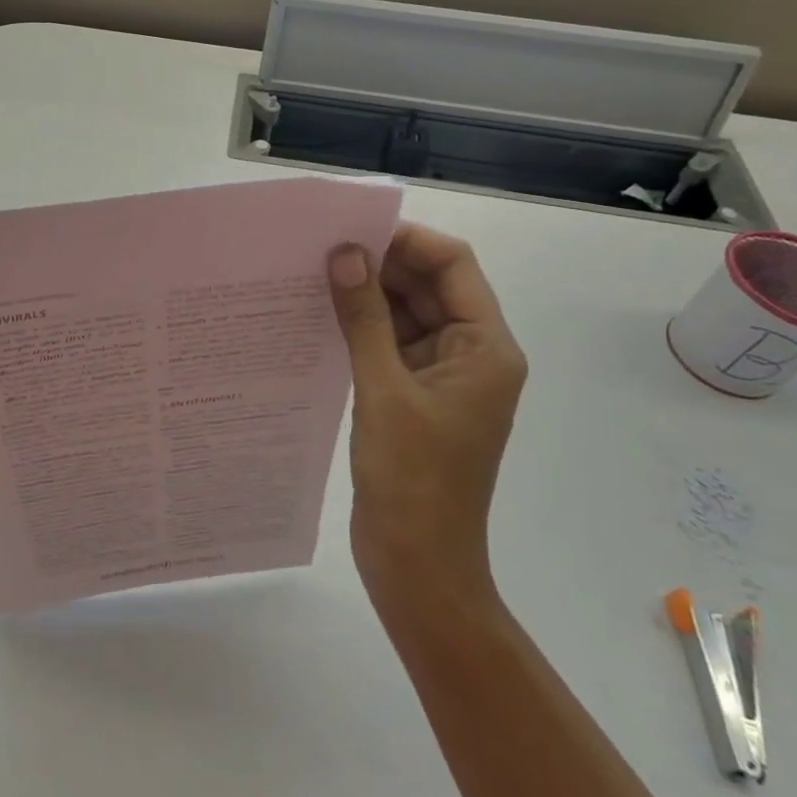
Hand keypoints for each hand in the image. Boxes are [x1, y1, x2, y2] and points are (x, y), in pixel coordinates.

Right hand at [327, 224, 527, 618]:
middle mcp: (470, 354)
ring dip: (366, 297)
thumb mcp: (383, 390)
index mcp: (485, 348)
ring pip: (406, 315)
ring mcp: (441, 378)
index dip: (407, 241)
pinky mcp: (414, 398)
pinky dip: (360, 329)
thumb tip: (345, 253)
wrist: (418, 566)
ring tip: (312, 276)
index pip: (454, 266)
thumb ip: (364, 318)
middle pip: (429, 287)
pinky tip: (319, 318)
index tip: (352, 231)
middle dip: (381, 265)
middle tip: (320, 249)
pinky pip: (390, 346)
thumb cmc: (413, 479)